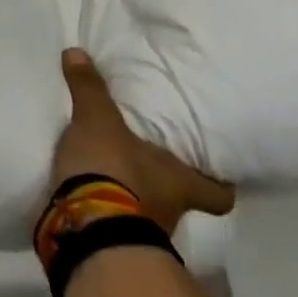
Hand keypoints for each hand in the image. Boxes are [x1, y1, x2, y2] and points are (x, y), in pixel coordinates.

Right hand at [52, 49, 235, 234]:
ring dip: (133, 199)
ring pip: (148, 213)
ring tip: (112, 177)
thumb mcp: (97, 120)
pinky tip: (89, 198)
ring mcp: (143, 234)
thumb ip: (89, 88)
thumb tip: (77, 51)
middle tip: (149, 164)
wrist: (86, 228)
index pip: (219, 194)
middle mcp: (172, 212)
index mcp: (181, 184)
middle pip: (180, 201)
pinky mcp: (113, 245)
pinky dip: (106, 213)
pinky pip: (115, 225)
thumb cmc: (113, 170)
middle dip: (165, 185)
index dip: (220, 184)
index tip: (219, 174)